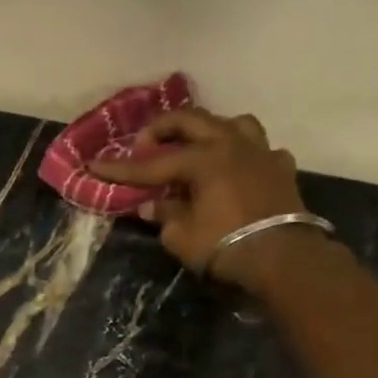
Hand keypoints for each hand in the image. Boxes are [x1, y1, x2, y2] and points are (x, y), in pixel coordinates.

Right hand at [88, 106, 317, 289]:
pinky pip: (258, 149)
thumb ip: (164, 214)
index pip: (150, 164)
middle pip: (191, 121)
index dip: (120, 168)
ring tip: (196, 147)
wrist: (282, 257)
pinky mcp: (280, 167)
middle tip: (144, 144)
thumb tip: (153, 204)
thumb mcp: (181, 236)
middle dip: (161, 129)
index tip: (95, 164)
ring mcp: (260, 152)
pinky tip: (235, 168)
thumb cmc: (223, 245)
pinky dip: (242, 154)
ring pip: (232, 123)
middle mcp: (230, 144)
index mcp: (201, 159)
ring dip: (208, 130)